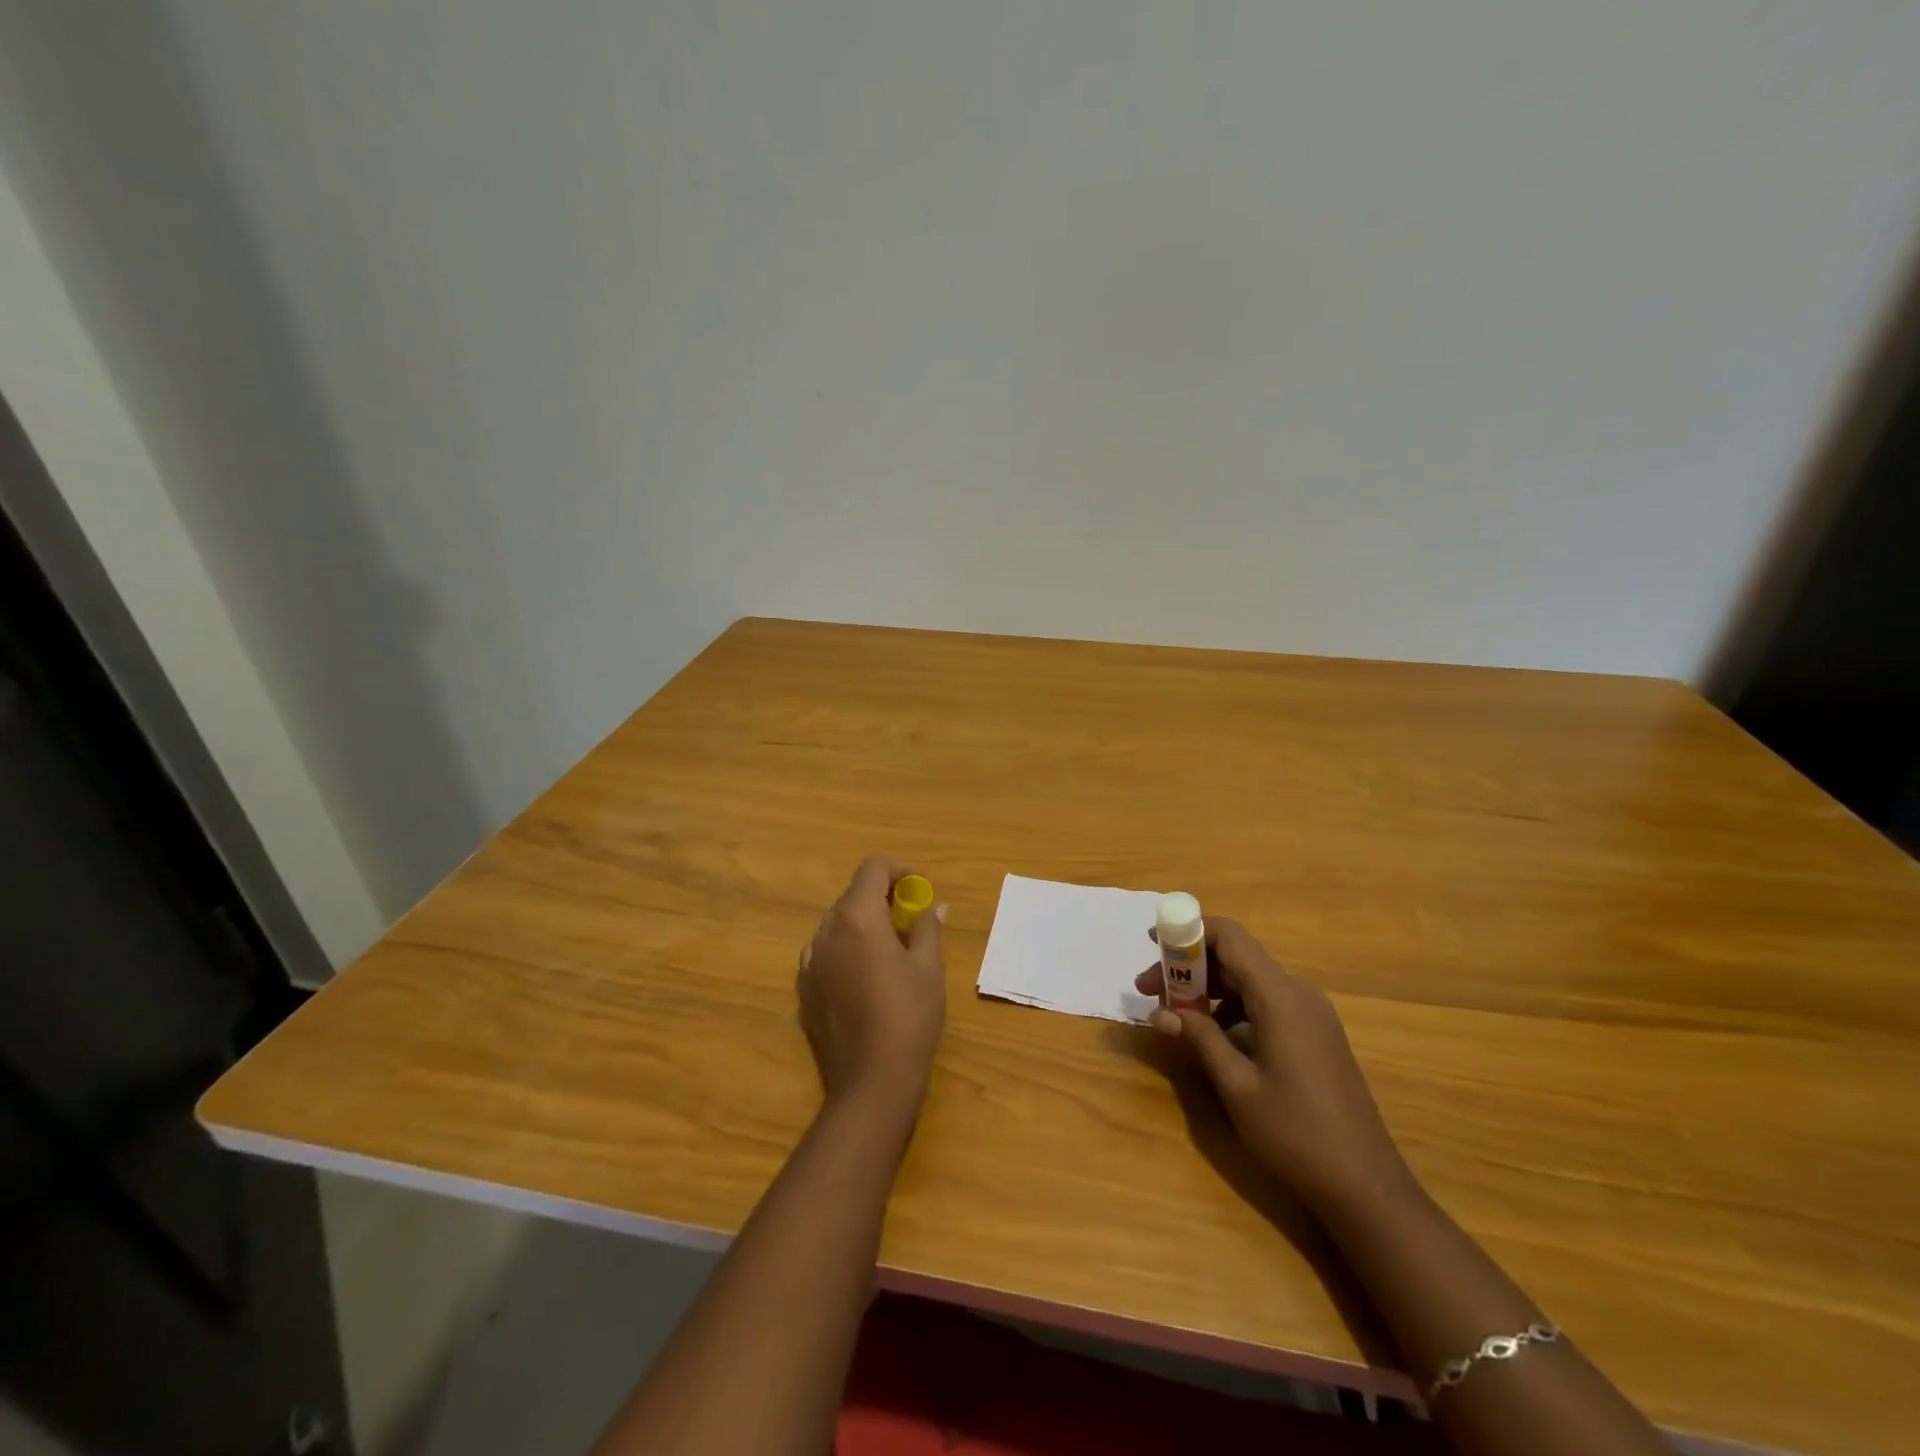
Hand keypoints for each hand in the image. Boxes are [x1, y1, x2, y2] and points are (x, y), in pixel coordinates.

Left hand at [798, 858, 946, 1112]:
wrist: (871, 1083)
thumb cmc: (909, 1016)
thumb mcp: (929, 968)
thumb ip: (928, 929)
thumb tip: (934, 907)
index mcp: (856, 918)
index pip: (872, 869)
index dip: (899, 870)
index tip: (919, 888)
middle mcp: (825, 932)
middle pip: (852, 896)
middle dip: (882, 898)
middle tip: (911, 919)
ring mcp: (809, 963)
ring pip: (836, 926)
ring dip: (862, 925)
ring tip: (890, 949)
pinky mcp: (803, 992)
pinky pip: (825, 955)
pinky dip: (845, 951)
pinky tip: (865, 979)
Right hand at [1135, 918, 1411, 1217]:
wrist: (1366, 1186)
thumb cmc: (1296, 1134)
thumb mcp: (1237, 1086)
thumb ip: (1199, 1038)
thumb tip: (1160, 1012)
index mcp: (1281, 998)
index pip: (1230, 938)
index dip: (1188, 931)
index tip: (1152, 943)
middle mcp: (1299, 994)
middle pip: (1236, 958)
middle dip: (1189, 967)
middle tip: (1150, 991)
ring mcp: (1312, 1014)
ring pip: (1250, 980)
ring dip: (1208, 988)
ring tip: (1173, 1014)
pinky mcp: (1316, 1034)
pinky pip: (1266, 1002)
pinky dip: (1233, 1006)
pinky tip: (1212, 1035)